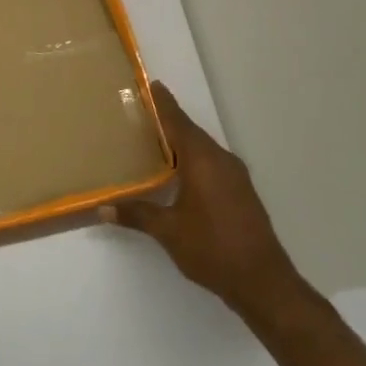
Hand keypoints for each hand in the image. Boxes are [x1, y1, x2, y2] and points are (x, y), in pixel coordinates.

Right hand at [104, 83, 308, 319]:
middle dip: (169, 123)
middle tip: (143, 114)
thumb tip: (103, 208)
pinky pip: (213, 164)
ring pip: (203, 150)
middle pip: (191, 133)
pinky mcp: (241, 192)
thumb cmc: (212, 248)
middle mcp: (221, 161)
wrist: (262, 280)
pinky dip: (194, 160)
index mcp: (203, 161)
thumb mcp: (168, 231)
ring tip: (156, 142)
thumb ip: (136, 214)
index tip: (152, 85)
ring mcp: (235, 177)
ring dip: (182, 143)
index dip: (163, 104)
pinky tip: (180, 174)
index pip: (178, 123)